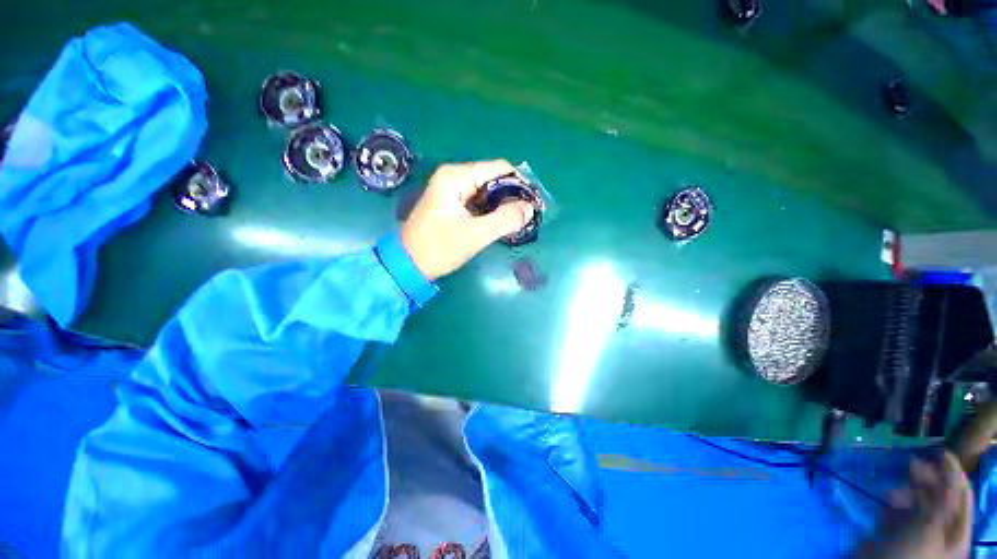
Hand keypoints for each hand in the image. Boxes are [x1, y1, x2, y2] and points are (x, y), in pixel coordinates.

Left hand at [400, 160, 534, 280]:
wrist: (408, 264)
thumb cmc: (439, 248)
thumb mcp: (475, 235)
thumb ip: (505, 219)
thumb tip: (530, 208)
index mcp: (456, 177)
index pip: (498, 168)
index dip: (520, 183)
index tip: (533, 203)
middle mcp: (453, 176)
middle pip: (493, 177)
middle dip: (511, 195)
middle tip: (526, 216)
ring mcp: (451, 189)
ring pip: (486, 190)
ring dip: (502, 204)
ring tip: (516, 221)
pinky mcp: (451, 203)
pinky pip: (478, 200)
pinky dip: (490, 210)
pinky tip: (499, 222)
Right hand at [859, 452, 972, 558]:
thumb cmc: (910, 555)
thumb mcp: (929, 531)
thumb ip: (942, 503)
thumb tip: (950, 471)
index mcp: (956, 533)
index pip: (962, 497)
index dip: (954, 474)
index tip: (941, 452)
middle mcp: (942, 530)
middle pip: (940, 498)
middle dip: (927, 479)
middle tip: (911, 462)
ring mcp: (918, 532)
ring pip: (918, 502)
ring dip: (908, 489)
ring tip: (894, 486)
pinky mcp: (898, 531)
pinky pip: (900, 510)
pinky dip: (895, 500)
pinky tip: (886, 498)